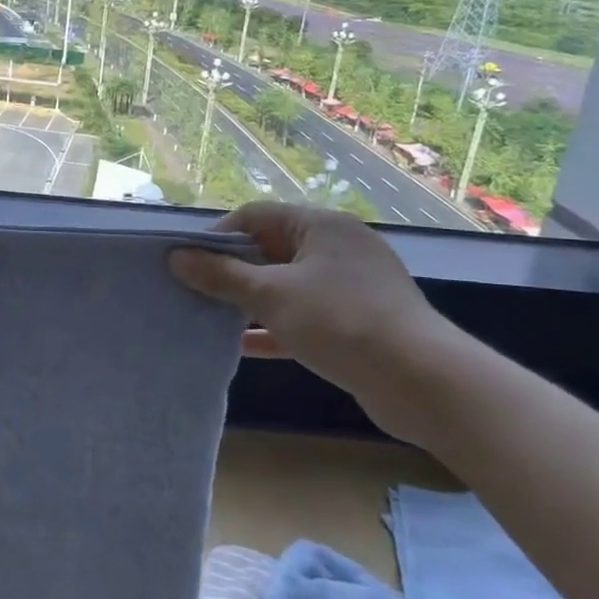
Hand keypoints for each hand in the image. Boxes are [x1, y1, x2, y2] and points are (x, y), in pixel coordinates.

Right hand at [169, 201, 446, 442]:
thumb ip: (221, 276)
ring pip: (286, 286)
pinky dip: (274, 327)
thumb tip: (176, 258)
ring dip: (249, 301)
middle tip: (193, 290)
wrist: (422, 382)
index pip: (255, 215)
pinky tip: (242, 347)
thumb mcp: (271, 295)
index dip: (218, 236)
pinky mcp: (357, 323)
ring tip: (210, 316)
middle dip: (230, 270)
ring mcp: (350, 287)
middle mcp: (337, 248)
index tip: (188, 262)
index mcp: (321, 226)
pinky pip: (304, 316)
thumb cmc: (340, 321)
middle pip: (269, 249)